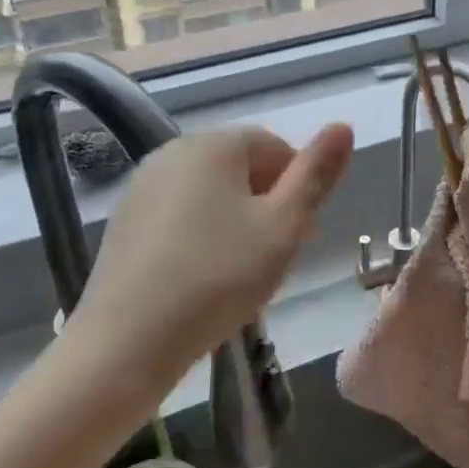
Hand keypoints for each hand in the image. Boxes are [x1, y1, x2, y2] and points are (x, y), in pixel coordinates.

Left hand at [68, 124, 354, 388]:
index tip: (301, 235)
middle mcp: (174, 150)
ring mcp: (143, 184)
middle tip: (275, 256)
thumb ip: (316, 175)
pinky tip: (202, 276)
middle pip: (241, 167)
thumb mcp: (283, 228)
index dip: (298, 188)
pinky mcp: (125, 219)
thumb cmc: (218, 278)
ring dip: (236, 220)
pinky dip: (200, 234)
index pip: (275, 147)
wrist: (126, 342)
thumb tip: (343, 126)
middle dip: (267, 204)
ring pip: (210, 192)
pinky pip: (179, 213)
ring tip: (241, 271)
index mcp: (214, 143)